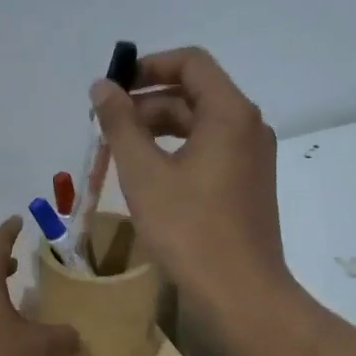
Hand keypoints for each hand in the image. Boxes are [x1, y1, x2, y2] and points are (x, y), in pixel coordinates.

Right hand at [89, 47, 293, 311]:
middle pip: (194, 94)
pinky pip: (210, 151)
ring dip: (158, 130)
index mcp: (230, 113)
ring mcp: (252, 158)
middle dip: (147, 103)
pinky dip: (177, 152)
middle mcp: (248, 127)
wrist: (240, 292)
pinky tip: (149, 176)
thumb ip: (120, 124)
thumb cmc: (189, 229)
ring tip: (119, 152)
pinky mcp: (248, 185)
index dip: (149, 67)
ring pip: (200, 126)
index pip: (191, 62)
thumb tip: (102, 87)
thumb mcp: (144, 173)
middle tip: (105, 126)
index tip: (113, 88)